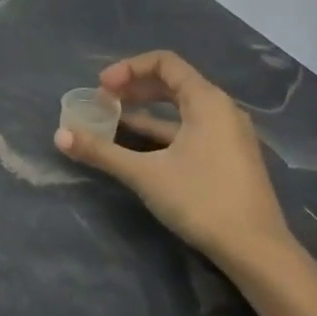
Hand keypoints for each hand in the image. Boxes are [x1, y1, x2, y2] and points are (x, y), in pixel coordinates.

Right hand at [53, 50, 296, 274]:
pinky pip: (188, 129)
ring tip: (112, 122)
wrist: (257, 252)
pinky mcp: (227, 158)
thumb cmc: (202, 200)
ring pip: (180, 109)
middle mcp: (222, 111)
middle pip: (172, 82)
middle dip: (133, 88)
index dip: (128, 68)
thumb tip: (59, 136)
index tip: (102, 88)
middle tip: (102, 102)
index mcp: (207, 102)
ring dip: (144, 111)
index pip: (164, 63)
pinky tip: (135, 147)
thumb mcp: (144, 174)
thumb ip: (101, 151)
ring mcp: (227, 135)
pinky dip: (160, 131)